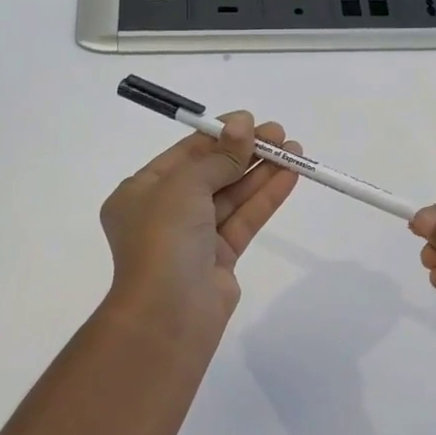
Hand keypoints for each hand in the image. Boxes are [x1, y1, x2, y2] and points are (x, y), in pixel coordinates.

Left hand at [99, 112, 300, 347]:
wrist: (168, 314)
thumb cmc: (163, 238)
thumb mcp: (185, 185)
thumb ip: (219, 156)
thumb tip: (243, 124)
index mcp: (141, 192)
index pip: (184, 155)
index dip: (219, 136)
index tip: (251, 121)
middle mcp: (165, 213)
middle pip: (211, 173)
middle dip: (245, 152)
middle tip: (279, 134)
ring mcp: (193, 237)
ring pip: (232, 196)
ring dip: (261, 172)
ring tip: (294, 150)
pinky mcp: (219, 258)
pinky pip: (244, 219)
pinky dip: (265, 198)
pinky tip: (290, 176)